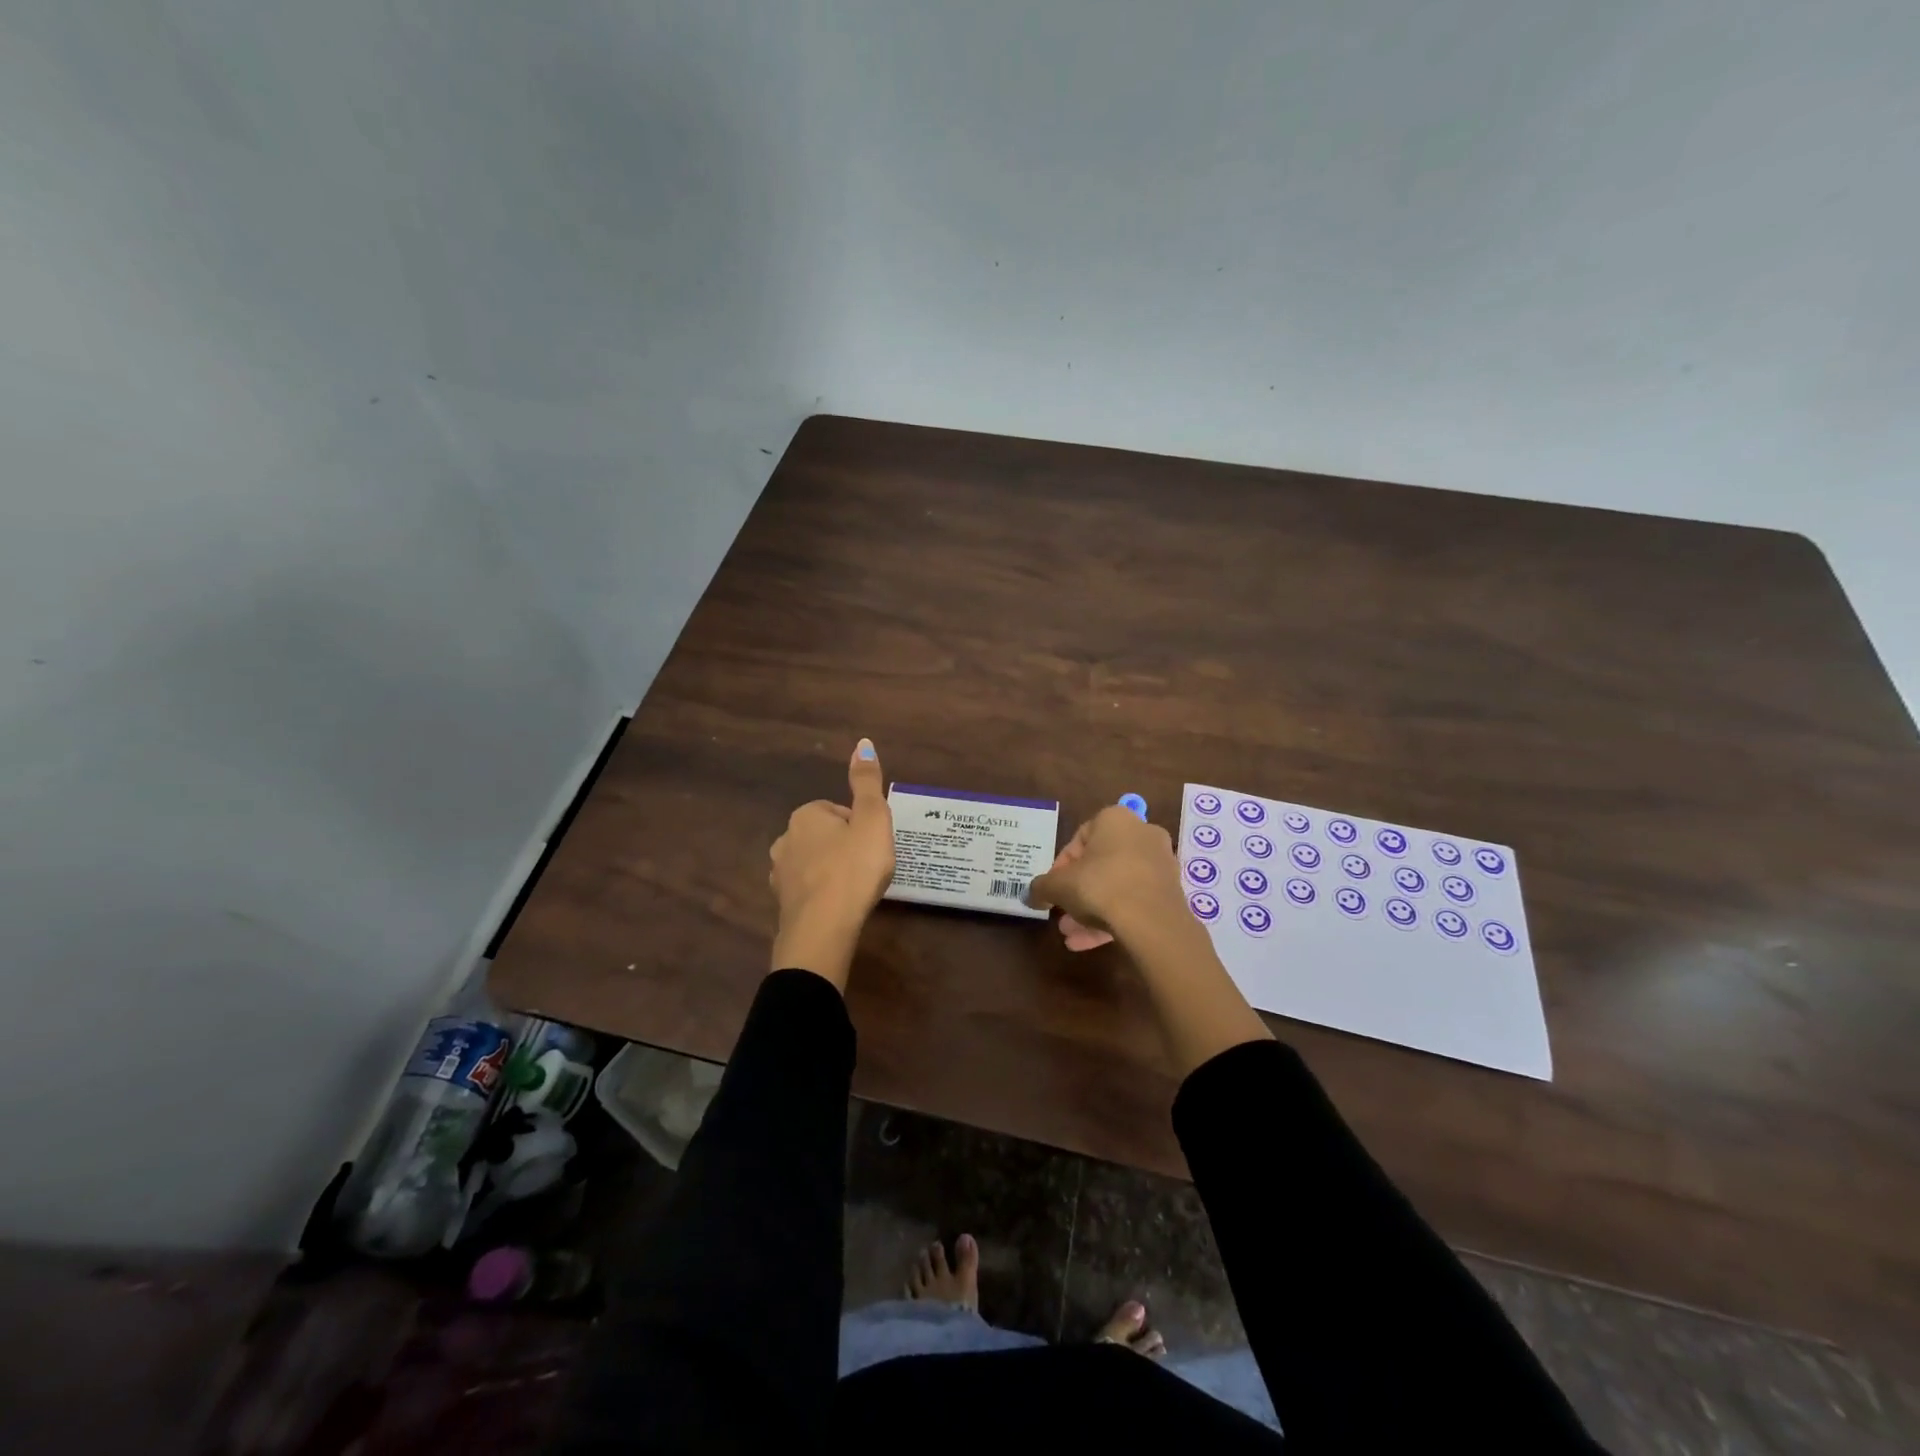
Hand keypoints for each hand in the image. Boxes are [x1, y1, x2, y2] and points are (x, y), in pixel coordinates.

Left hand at [768, 738, 894, 988]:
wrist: (823, 927)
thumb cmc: (854, 868)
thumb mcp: (872, 819)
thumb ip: (867, 782)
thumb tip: (863, 742)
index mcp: (807, 814)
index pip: (839, 812)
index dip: (861, 828)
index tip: (874, 846)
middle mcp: (785, 837)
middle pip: (825, 836)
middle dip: (845, 848)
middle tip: (868, 867)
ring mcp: (780, 872)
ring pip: (814, 862)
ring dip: (832, 871)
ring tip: (855, 889)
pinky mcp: (781, 902)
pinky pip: (807, 889)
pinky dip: (822, 894)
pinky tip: (838, 907)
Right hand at [1027, 805, 1189, 942]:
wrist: (1151, 920)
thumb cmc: (1100, 885)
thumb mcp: (1058, 885)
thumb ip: (1041, 887)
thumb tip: (1031, 894)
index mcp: (1115, 819)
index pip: (1079, 837)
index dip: (1061, 865)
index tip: (1053, 887)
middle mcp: (1142, 834)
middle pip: (1100, 863)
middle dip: (1078, 891)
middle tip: (1062, 912)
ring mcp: (1160, 864)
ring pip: (1117, 886)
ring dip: (1092, 909)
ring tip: (1071, 935)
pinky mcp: (1170, 892)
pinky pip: (1133, 902)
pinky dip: (1113, 918)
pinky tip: (1089, 943)